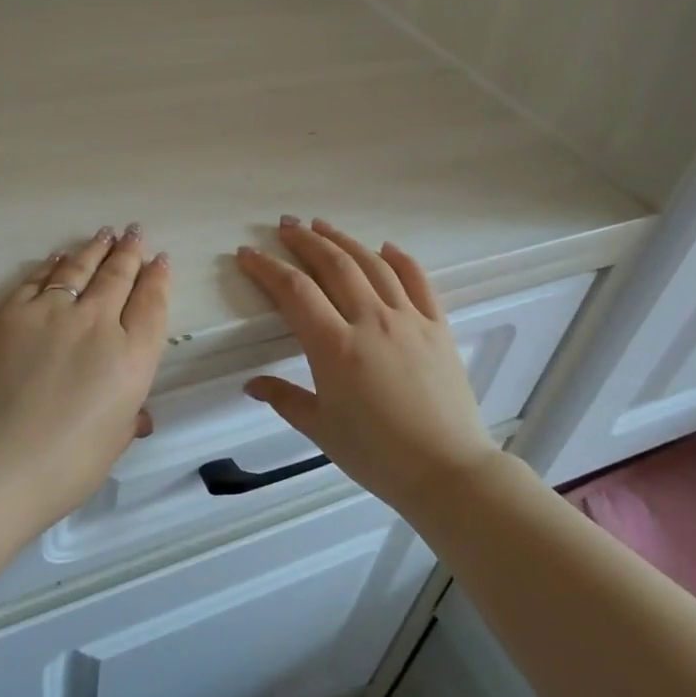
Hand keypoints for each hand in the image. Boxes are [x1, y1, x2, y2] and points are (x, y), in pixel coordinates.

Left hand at [0, 225, 170, 534]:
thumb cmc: (60, 469)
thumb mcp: (110, 446)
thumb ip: (127, 419)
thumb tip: (138, 415)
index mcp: (132, 358)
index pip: (152, 305)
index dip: (158, 278)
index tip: (160, 259)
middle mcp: (98, 324)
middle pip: (118, 277)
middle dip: (129, 252)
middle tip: (134, 232)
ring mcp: (51, 313)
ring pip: (79, 269)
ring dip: (94, 249)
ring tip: (104, 234)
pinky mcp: (9, 314)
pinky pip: (36, 280)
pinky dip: (52, 266)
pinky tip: (58, 258)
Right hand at [235, 218, 497, 516]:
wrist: (447, 471)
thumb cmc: (377, 455)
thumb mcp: (321, 429)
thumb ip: (284, 399)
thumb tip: (251, 384)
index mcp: (335, 346)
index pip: (294, 291)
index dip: (266, 268)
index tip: (247, 253)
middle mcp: (371, 321)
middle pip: (333, 265)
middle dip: (305, 241)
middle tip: (285, 225)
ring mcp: (409, 319)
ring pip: (372, 265)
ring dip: (344, 240)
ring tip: (322, 225)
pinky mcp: (438, 327)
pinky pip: (419, 281)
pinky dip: (400, 259)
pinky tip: (386, 247)